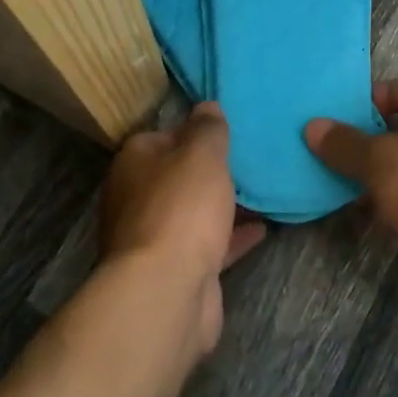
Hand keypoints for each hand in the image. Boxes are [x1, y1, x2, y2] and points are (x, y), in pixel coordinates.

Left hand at [99, 102, 265, 358]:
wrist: (166, 291)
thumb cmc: (181, 208)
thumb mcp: (201, 153)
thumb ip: (207, 127)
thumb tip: (206, 105)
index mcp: (134, 162)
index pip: (162, 135)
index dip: (193, 131)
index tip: (225, 130)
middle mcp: (137, 198)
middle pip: (177, 176)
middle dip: (208, 170)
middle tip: (248, 159)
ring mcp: (154, 238)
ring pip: (192, 212)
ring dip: (221, 204)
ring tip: (261, 190)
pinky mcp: (176, 271)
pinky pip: (208, 244)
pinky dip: (232, 236)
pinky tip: (263, 228)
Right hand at [305, 74, 397, 318]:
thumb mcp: (381, 159)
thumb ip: (346, 144)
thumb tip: (312, 127)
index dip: (389, 92)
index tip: (358, 110)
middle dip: (380, 138)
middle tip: (345, 147)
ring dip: (385, 175)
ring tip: (348, 182)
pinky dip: (397, 206)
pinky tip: (370, 215)